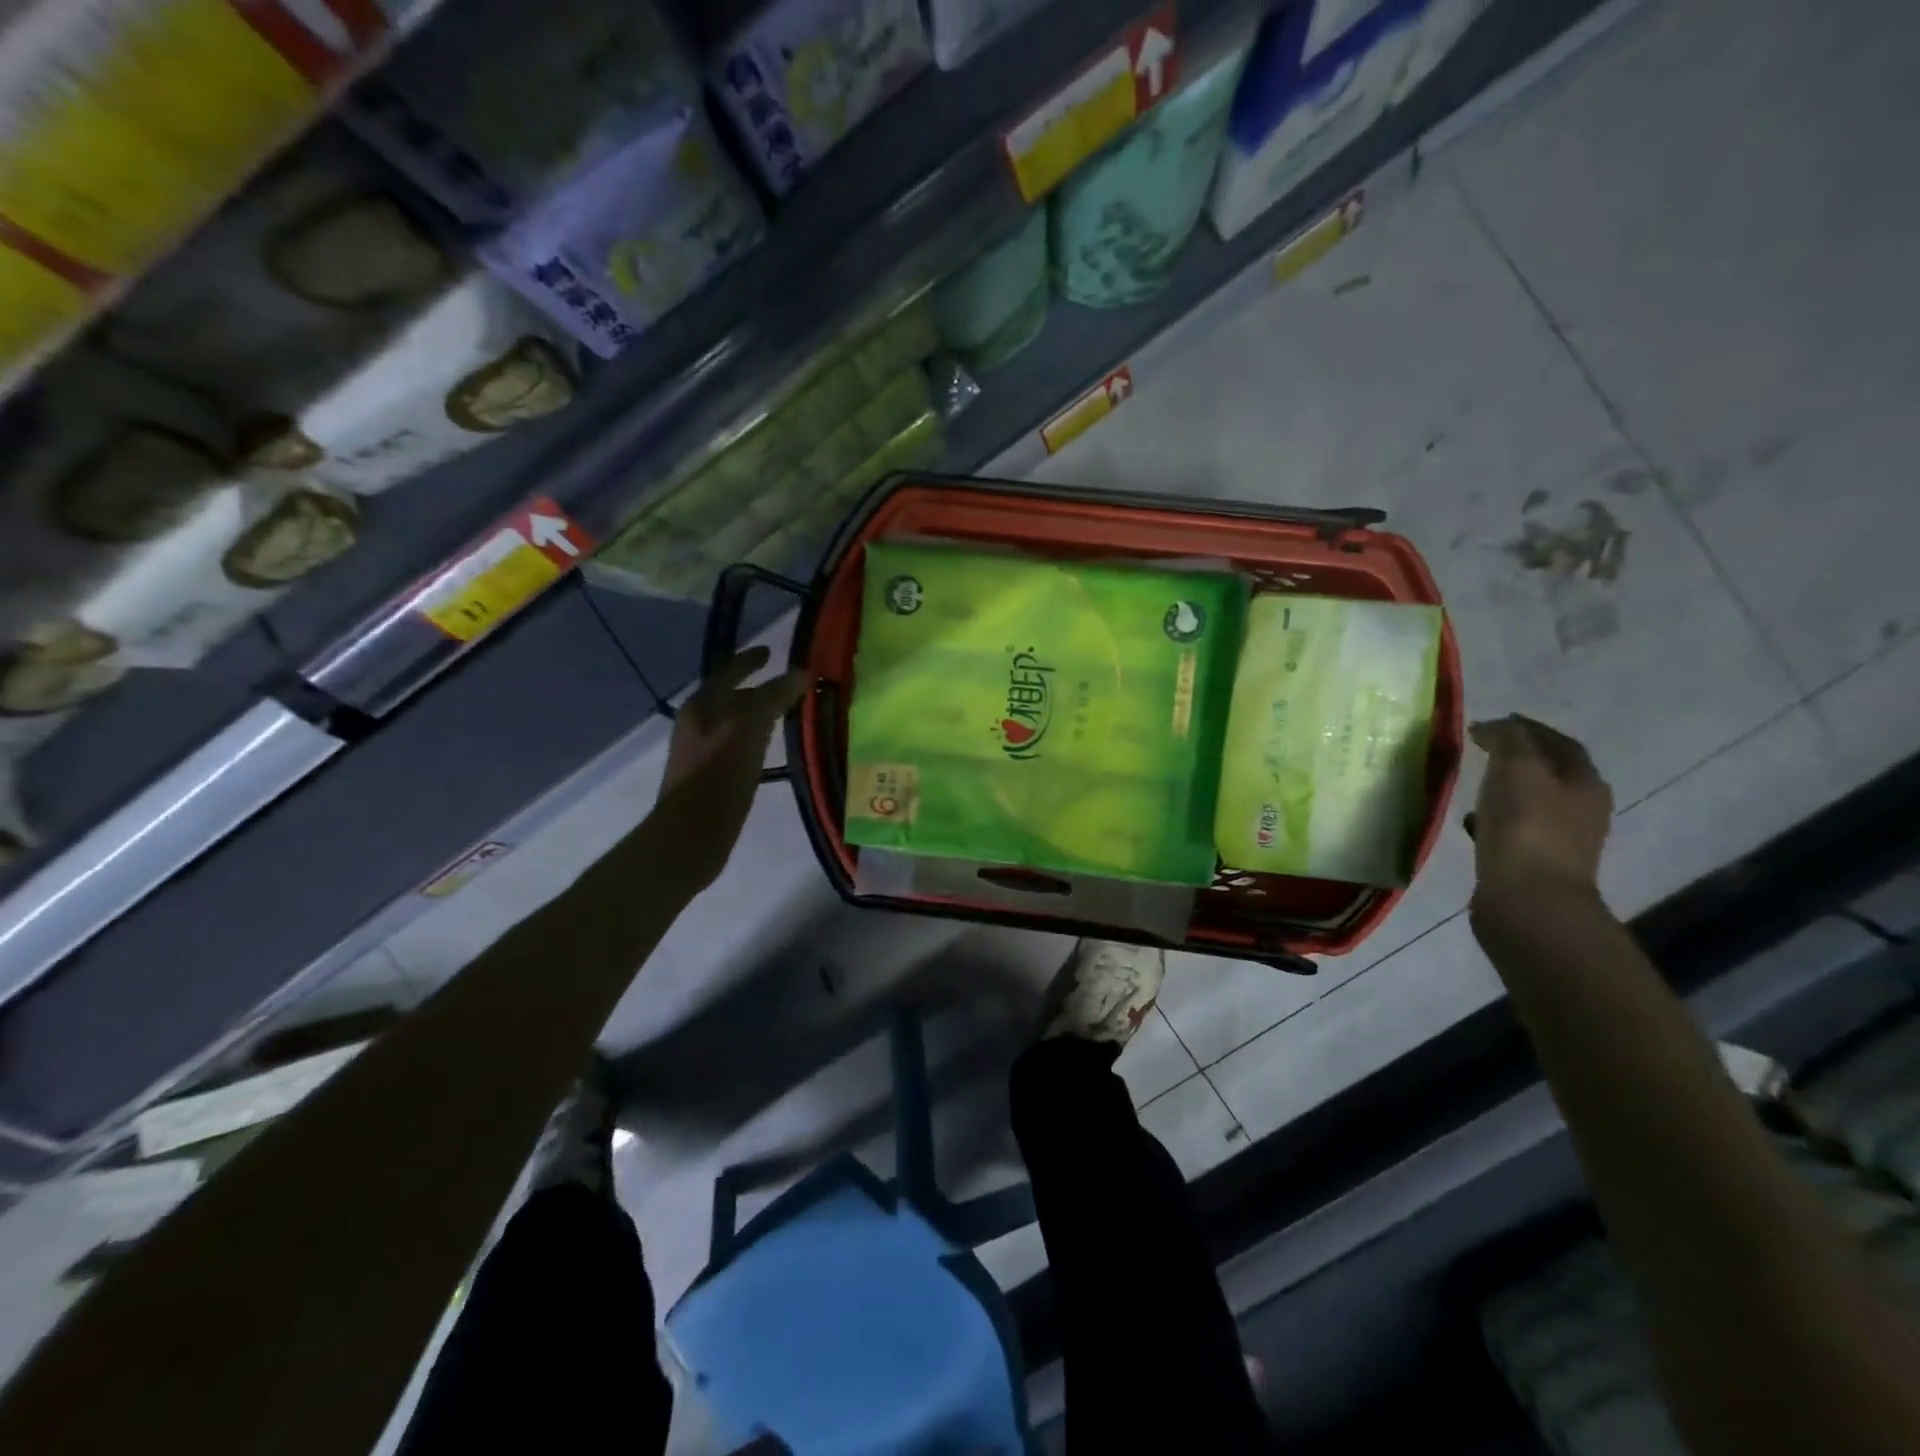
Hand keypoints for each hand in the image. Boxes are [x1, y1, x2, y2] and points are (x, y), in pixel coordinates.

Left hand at [655, 647, 810, 887]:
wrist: (691, 834)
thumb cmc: (720, 774)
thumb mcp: (750, 726)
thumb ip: (774, 696)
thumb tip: (801, 673)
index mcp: (702, 705)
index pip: (729, 671)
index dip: (750, 659)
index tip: (772, 651)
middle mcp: (698, 722)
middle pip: (732, 696)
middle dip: (759, 688)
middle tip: (789, 686)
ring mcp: (701, 750)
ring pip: (735, 722)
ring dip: (760, 714)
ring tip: (787, 714)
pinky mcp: (710, 775)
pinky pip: (738, 745)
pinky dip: (757, 739)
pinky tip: (773, 750)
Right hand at [1466, 715, 1612, 907]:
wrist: (1528, 900)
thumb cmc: (1526, 827)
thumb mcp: (1517, 768)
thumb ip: (1508, 739)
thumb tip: (1495, 726)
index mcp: (1585, 781)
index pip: (1559, 742)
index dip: (1527, 728)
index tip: (1490, 722)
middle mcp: (1582, 808)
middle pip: (1550, 772)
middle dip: (1517, 757)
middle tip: (1480, 749)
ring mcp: (1561, 838)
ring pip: (1532, 800)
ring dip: (1505, 788)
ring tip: (1472, 783)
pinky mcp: (1535, 862)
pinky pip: (1516, 828)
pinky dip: (1496, 817)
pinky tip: (1474, 821)